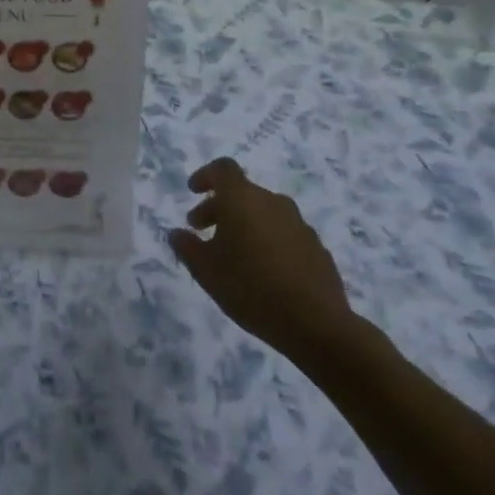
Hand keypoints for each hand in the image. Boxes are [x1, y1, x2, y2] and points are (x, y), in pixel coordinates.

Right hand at [168, 159, 358, 369]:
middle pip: (242, 193)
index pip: (223, 169)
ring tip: (233, 254)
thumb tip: (177, 233)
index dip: (206, 176)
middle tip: (202, 230)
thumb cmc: (251, 288)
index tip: (193, 191)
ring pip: (264, 213)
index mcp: (243, 199)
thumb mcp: (206, 271)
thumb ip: (186, 247)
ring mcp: (299, 224)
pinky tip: (263, 270)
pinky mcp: (316, 247)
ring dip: (244, 224)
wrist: (317, 325)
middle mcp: (272, 202)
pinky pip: (284, 233)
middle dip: (219, 207)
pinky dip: (268, 240)